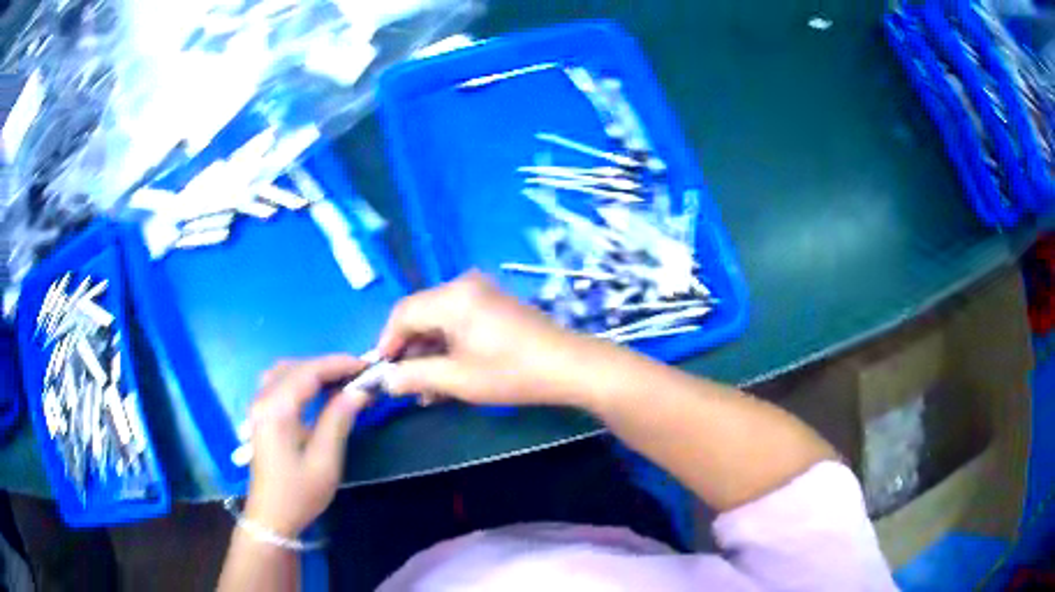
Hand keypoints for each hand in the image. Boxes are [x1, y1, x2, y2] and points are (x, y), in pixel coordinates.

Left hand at [244, 355, 370, 538]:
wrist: (271, 518)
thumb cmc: (299, 493)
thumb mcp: (325, 460)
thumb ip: (339, 419)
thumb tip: (359, 391)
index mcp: (277, 408)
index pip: (309, 371)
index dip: (339, 364)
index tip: (367, 368)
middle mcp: (263, 399)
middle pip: (296, 367)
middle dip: (328, 365)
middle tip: (358, 376)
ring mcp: (258, 406)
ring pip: (285, 371)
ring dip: (313, 370)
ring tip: (340, 381)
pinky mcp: (260, 415)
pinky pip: (279, 383)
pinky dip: (301, 379)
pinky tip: (317, 392)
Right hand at [378, 271, 601, 407]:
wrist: (569, 366)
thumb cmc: (511, 372)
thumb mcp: (457, 379)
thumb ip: (415, 376)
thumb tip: (386, 380)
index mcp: (451, 296)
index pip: (402, 313)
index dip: (387, 343)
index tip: (383, 372)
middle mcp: (463, 285)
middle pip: (421, 316)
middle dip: (411, 352)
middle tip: (407, 386)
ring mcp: (482, 293)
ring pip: (440, 322)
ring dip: (430, 354)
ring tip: (428, 391)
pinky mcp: (495, 304)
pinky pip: (459, 322)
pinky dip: (449, 347)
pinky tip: (448, 376)